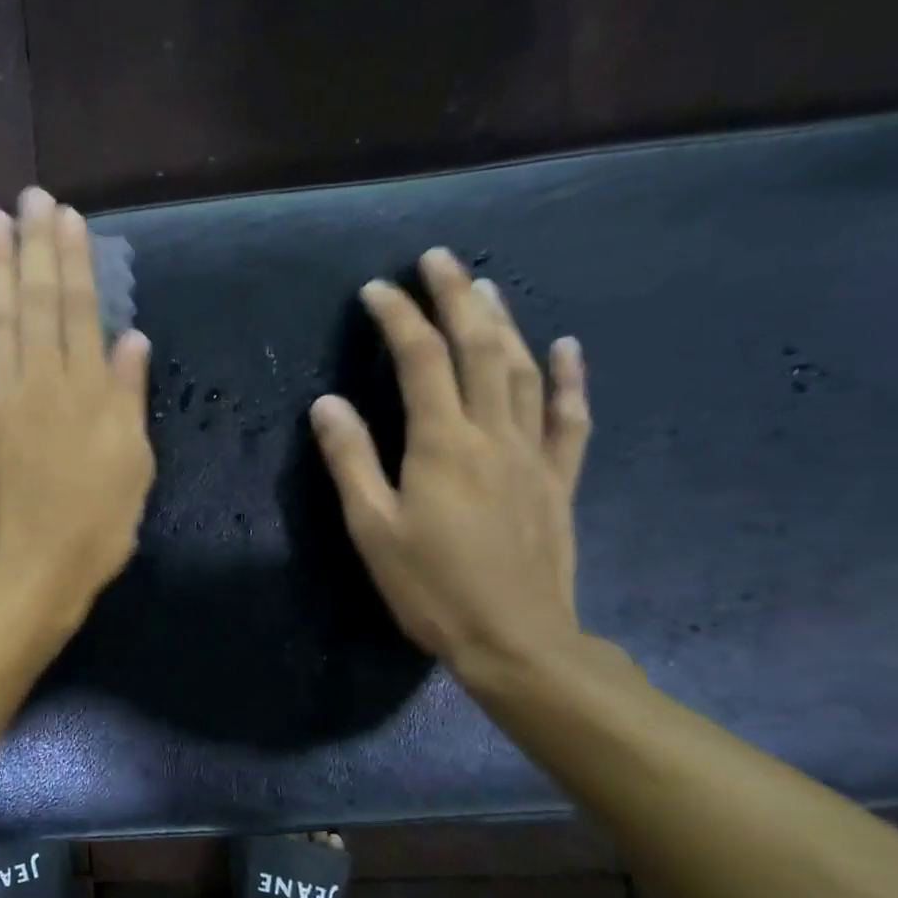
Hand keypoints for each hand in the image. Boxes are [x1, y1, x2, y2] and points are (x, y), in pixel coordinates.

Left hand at [0, 187, 155, 623]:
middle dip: (33, 246)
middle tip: (28, 198)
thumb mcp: (133, 466)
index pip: (81, 309)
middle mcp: (40, 381)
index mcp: (87, 391)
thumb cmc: (94, 526)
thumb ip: (129, 398)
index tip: (67, 217)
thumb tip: (131, 338)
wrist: (28, 571)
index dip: (74, 259)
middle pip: (37, 302)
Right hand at [310, 248, 591, 674]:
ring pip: (521, 370)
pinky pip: (568, 417)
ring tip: (486, 285)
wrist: (515, 639)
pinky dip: (568, 378)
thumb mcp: (372, 528)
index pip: (420, 360)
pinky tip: (566, 347)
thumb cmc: (430, 587)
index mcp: (442, 444)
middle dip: (455, 297)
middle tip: (438, 258)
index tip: (376, 290)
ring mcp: (532, 454)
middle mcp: (492, 433)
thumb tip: (328, 403)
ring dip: (503, 322)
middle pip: (477, 348)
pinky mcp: (558, 479)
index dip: (398, 318)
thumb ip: (351, 461)